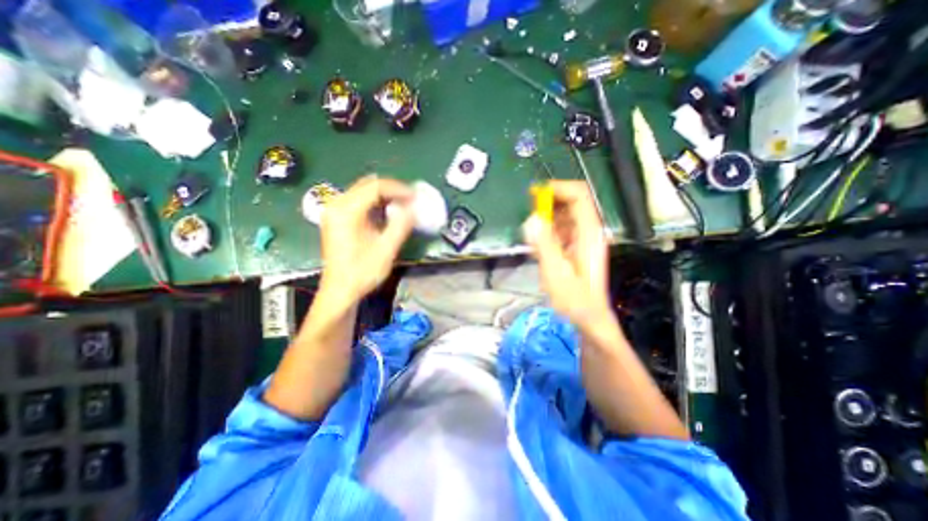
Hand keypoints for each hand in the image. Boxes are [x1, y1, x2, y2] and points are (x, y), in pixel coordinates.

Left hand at [323, 174, 417, 303]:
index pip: (375, 187)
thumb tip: (414, 208)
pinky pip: (358, 201)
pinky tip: (387, 212)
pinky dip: (375, 202)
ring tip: (403, 204)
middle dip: (392, 189)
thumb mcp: (386, 250)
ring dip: (384, 195)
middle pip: (367, 185)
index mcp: (346, 211)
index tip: (415, 196)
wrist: (340, 291)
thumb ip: (401, 226)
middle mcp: (336, 205)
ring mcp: (334, 211)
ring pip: (363, 191)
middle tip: (411, 199)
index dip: (398, 189)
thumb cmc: (362, 272)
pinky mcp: (336, 219)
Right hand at [525, 181, 613, 327]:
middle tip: (529, 213)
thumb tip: (532, 219)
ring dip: (547, 217)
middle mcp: (589, 231)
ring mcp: (584, 239)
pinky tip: (539, 243)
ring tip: (532, 232)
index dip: (558, 189)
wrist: (588, 319)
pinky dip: (549, 230)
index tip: (535, 194)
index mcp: (588, 233)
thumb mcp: (555, 272)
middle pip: (573, 203)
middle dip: (550, 202)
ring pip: (566, 216)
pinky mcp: (577, 248)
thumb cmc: (574, 299)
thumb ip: (544, 244)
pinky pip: (563, 229)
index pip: (579, 196)